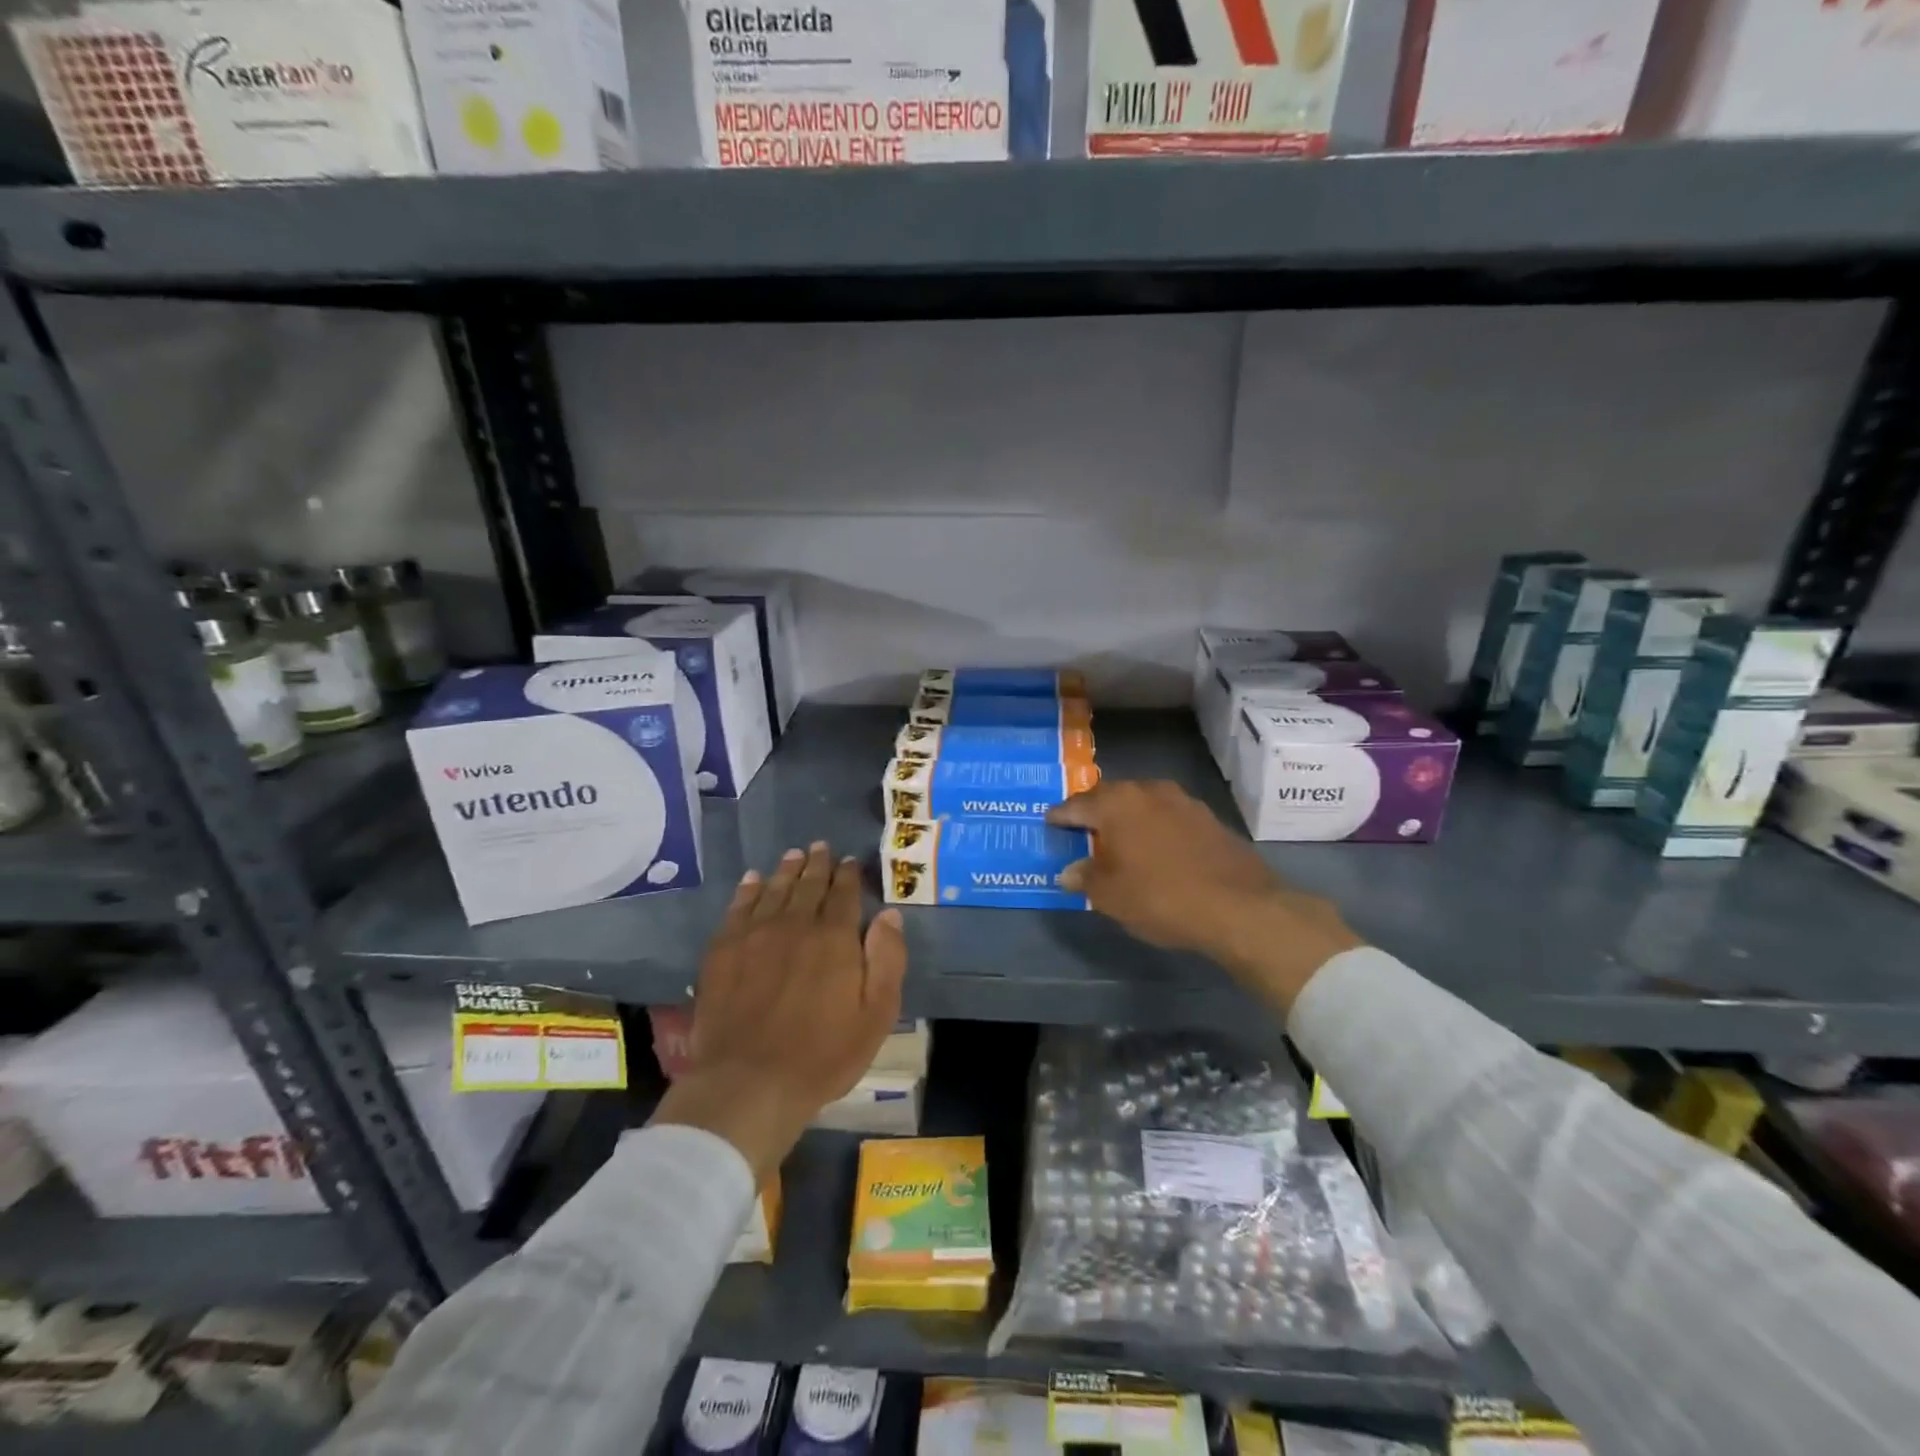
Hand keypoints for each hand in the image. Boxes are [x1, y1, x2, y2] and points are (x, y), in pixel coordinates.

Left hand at [651, 843, 906, 1178]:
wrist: (749, 1083)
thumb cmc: (823, 1055)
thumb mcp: (876, 1015)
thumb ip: (887, 960)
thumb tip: (890, 915)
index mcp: (835, 938)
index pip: (844, 894)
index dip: (848, 875)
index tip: (849, 861)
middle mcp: (795, 925)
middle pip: (808, 885)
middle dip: (817, 864)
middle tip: (820, 847)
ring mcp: (755, 935)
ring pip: (774, 890)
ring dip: (786, 870)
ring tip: (794, 855)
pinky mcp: (723, 951)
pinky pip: (738, 908)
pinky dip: (748, 890)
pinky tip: (752, 880)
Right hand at [1048, 781, 1361, 1014]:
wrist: (1239, 907)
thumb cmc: (1160, 897)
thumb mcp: (1111, 896)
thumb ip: (1086, 878)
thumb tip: (1069, 871)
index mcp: (1117, 803)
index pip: (1077, 804)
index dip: (1061, 815)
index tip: (1049, 821)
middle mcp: (1148, 791)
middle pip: (1111, 797)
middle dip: (1095, 812)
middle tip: (1082, 829)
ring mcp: (1183, 802)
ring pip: (1143, 804)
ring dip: (1128, 819)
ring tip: (1118, 839)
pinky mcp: (1209, 818)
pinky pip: (1168, 817)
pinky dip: (1155, 829)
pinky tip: (1155, 849)